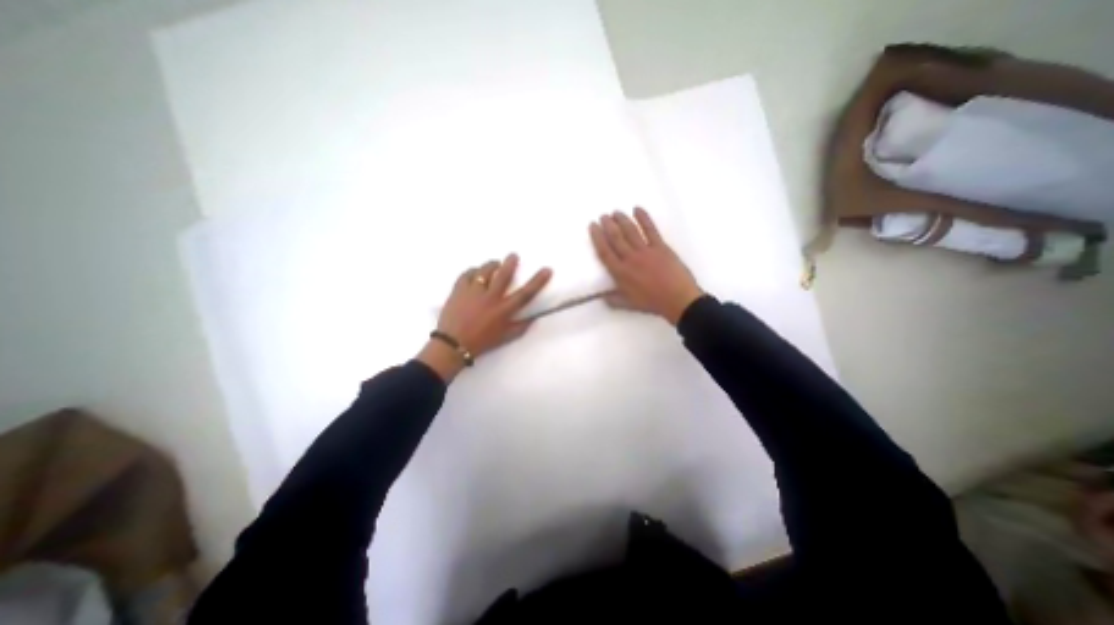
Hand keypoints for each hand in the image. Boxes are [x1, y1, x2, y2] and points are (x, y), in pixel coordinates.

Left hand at [418, 254, 551, 381]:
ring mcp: (473, 292)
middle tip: (513, 256)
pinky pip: (467, 274)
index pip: (525, 293)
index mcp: (503, 310)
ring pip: (484, 271)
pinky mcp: (459, 290)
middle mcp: (490, 298)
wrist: (453, 344)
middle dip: (510, 263)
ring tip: (494, 264)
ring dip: (491, 265)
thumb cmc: (482, 342)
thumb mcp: (505, 337)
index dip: (538, 281)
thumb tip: (534, 317)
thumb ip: (521, 326)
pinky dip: (473, 271)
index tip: (547, 269)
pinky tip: (475, 272)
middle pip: (503, 275)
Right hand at [587, 209, 697, 327]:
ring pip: (630, 231)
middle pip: (616, 238)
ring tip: (616, 212)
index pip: (604, 251)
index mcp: (620, 273)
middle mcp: (630, 258)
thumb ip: (613, 300)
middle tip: (603, 216)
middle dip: (608, 225)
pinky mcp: (660, 246)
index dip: (597, 237)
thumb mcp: (629, 305)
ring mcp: (645, 250)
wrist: (677, 299)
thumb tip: (601, 297)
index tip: (593, 226)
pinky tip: (637, 209)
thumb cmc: (652, 303)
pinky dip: (644, 218)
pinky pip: (650, 229)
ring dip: (622, 220)